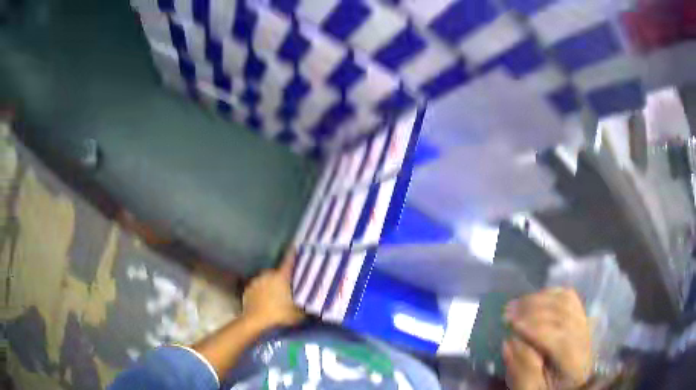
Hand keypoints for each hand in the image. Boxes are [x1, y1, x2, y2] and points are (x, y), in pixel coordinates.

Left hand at [242, 249, 304, 329]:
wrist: (255, 321)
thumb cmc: (280, 314)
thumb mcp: (299, 313)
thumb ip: (307, 304)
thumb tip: (315, 301)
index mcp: (282, 276)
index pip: (289, 261)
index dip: (293, 253)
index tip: (296, 245)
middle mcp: (268, 274)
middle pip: (278, 273)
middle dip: (282, 279)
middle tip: (288, 288)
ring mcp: (256, 281)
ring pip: (267, 280)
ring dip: (271, 285)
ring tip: (275, 297)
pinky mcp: (247, 290)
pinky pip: (257, 288)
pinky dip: (261, 292)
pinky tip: (264, 301)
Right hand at [503, 288, 592, 389]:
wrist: (569, 383)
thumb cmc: (547, 387)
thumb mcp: (531, 388)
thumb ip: (522, 370)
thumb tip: (509, 342)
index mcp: (573, 360)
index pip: (558, 338)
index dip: (534, 328)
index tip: (510, 324)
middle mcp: (584, 337)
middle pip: (563, 315)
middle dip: (533, 310)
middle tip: (507, 311)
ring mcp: (585, 324)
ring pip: (566, 301)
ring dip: (540, 299)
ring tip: (517, 303)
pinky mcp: (581, 316)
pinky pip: (569, 297)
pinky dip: (550, 293)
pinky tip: (534, 298)